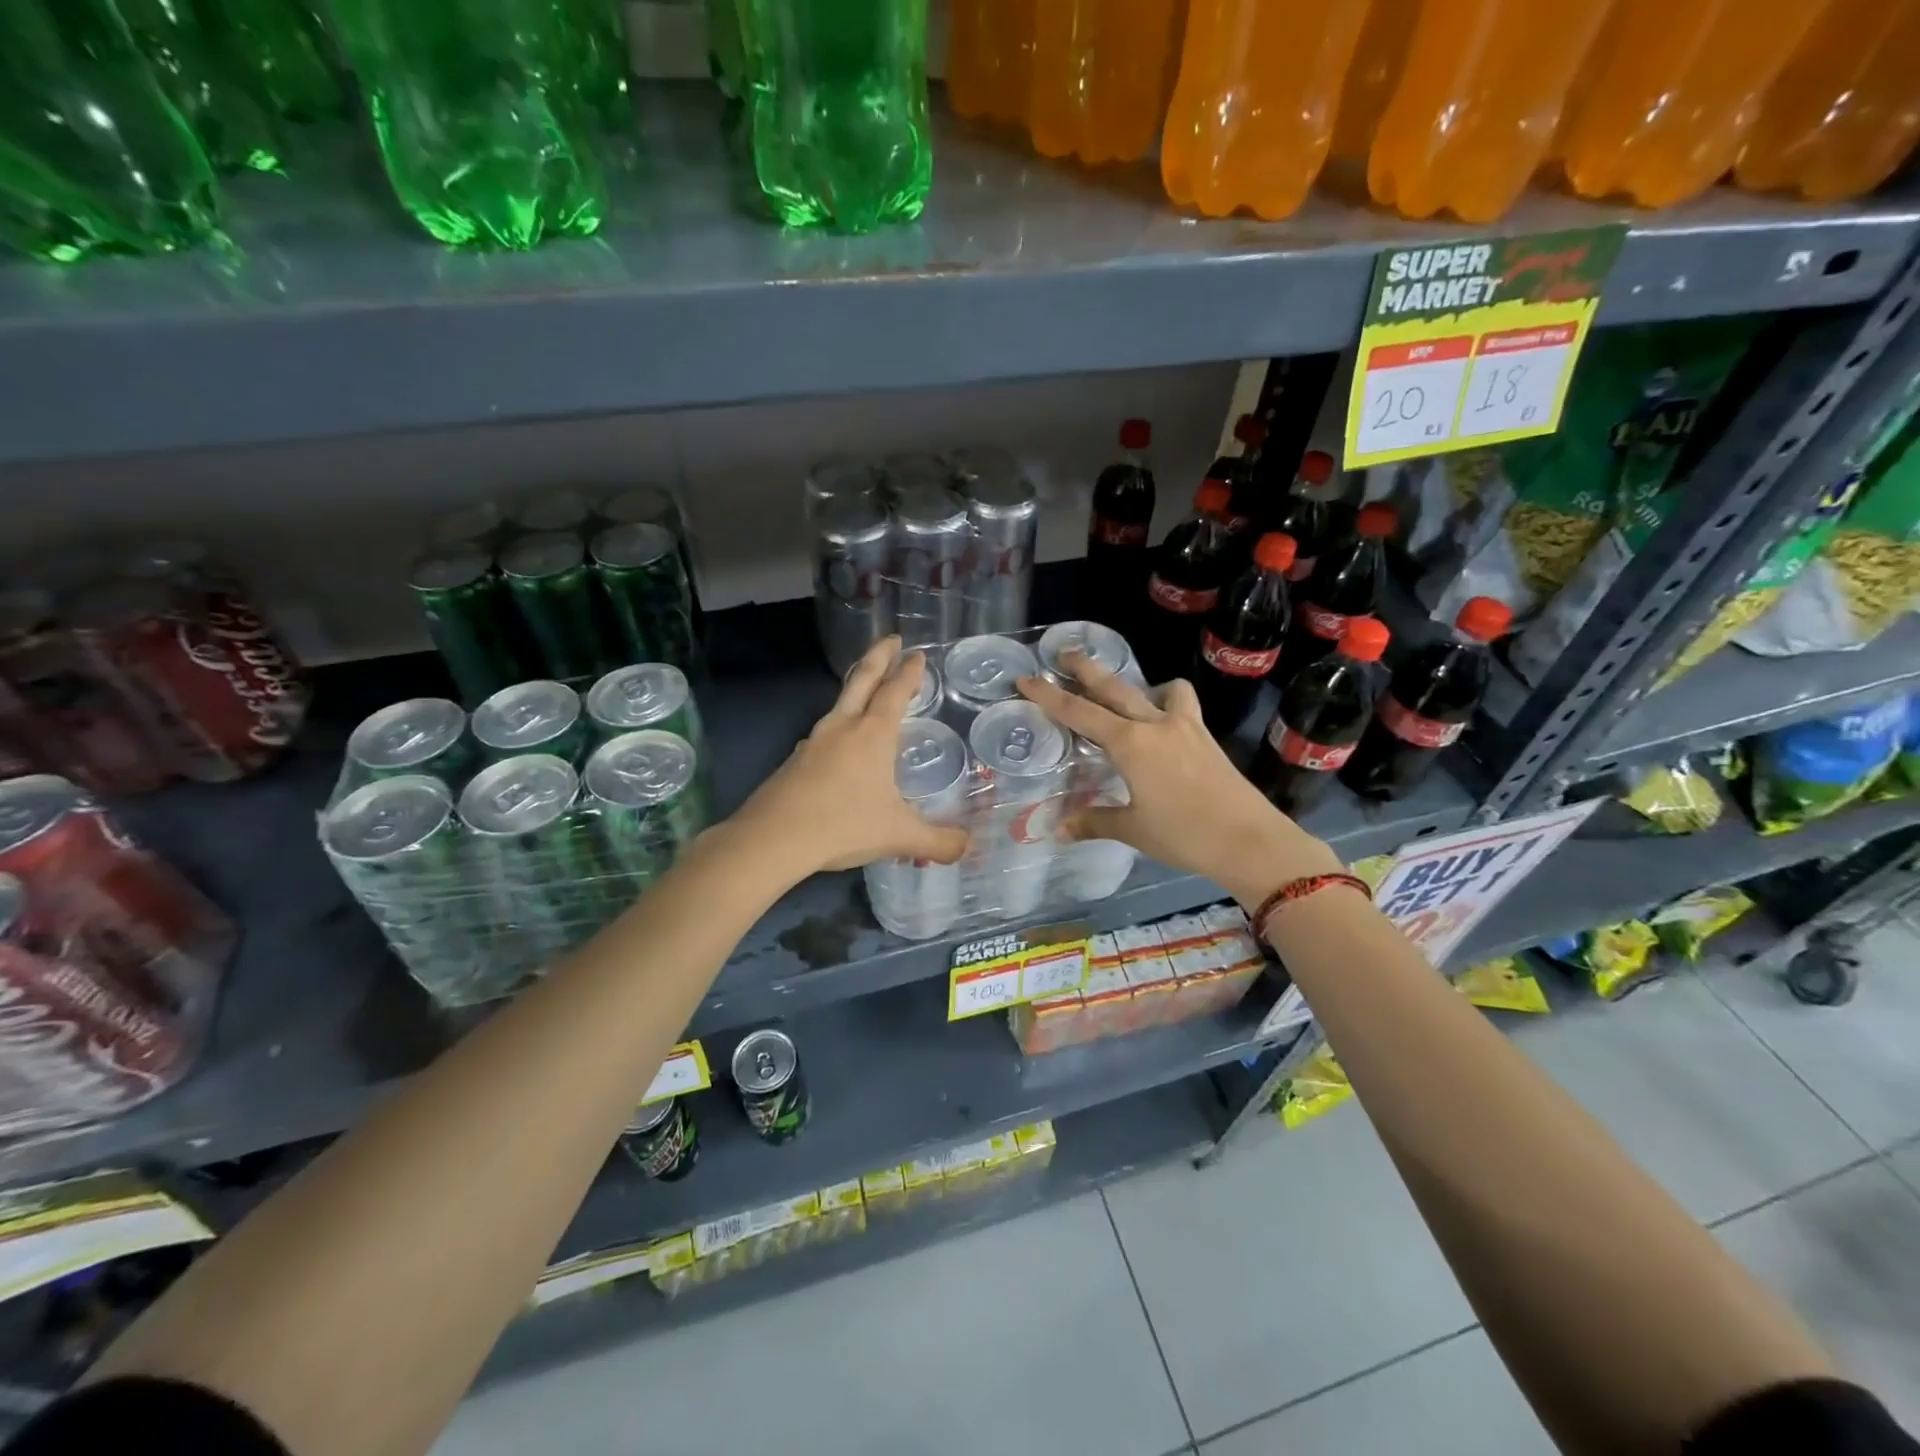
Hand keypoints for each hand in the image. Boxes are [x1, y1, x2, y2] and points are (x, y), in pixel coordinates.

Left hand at [730, 638, 970, 879]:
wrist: (772, 839)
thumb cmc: (842, 825)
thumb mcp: (899, 836)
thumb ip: (938, 842)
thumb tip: (968, 848)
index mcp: (872, 735)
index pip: (895, 692)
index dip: (909, 672)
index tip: (917, 654)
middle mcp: (843, 727)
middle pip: (862, 680)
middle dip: (879, 656)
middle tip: (891, 639)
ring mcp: (814, 741)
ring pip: (840, 704)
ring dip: (857, 688)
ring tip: (869, 690)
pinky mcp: (795, 761)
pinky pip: (825, 732)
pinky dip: (840, 724)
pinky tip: (841, 743)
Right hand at [1016, 654, 1341, 906]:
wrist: (1249, 840)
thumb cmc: (1184, 835)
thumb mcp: (1133, 829)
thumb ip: (1094, 822)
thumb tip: (1058, 830)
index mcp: (1130, 744)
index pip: (1079, 712)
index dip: (1048, 695)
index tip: (1026, 679)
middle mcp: (1154, 724)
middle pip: (1114, 688)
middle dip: (1086, 669)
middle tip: (1063, 653)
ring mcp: (1184, 726)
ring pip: (1155, 690)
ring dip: (1135, 685)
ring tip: (1124, 695)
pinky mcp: (1204, 737)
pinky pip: (1181, 705)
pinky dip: (1168, 701)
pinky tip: (1163, 722)